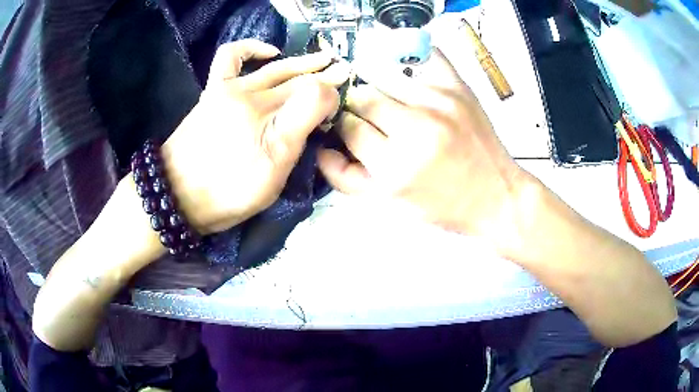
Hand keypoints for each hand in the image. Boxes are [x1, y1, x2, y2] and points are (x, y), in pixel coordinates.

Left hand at [161, 39, 349, 233]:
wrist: (176, 195)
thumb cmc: (227, 192)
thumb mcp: (273, 171)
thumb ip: (300, 125)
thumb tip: (325, 93)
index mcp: (269, 116)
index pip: (312, 94)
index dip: (332, 93)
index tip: (346, 96)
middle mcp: (251, 94)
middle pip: (295, 79)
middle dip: (323, 75)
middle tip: (344, 71)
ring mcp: (229, 89)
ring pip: (272, 68)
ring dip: (300, 62)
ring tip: (322, 59)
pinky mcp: (212, 91)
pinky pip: (230, 58)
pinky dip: (251, 48)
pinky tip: (269, 53)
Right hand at [318, 49, 531, 248]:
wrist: (495, 196)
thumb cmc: (442, 206)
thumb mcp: (389, 204)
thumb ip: (346, 178)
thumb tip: (320, 147)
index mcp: (396, 167)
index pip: (349, 128)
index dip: (344, 126)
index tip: (350, 127)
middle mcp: (417, 129)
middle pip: (364, 97)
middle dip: (358, 106)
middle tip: (367, 113)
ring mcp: (440, 103)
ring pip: (386, 76)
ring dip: (380, 86)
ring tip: (390, 98)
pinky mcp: (459, 89)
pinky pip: (426, 57)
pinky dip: (410, 59)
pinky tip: (407, 71)